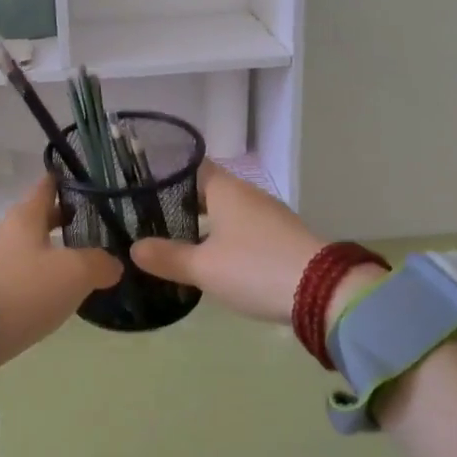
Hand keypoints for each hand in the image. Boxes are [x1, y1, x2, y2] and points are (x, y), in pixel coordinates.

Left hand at [0, 177, 122, 371]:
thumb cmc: (24, 291)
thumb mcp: (74, 274)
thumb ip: (99, 263)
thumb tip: (114, 264)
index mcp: (24, 217)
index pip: (47, 186)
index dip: (67, 180)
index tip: (89, 179)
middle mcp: (4, 232)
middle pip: (38, 217)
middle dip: (64, 219)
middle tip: (95, 226)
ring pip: (28, 247)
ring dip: (51, 252)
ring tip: (79, 264)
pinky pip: (17, 275)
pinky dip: (36, 278)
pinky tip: (52, 294)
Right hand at [129, 163, 330, 325]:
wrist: (322, 290)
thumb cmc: (254, 268)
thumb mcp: (203, 267)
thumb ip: (167, 257)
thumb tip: (134, 248)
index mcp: (225, 189)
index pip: (191, 167)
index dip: (167, 174)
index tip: (141, 187)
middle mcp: (246, 194)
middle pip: (207, 190)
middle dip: (181, 204)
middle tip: (150, 220)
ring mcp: (267, 214)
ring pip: (226, 211)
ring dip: (203, 224)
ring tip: (175, 242)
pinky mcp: (281, 236)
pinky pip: (243, 229)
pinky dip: (224, 238)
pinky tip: (213, 260)